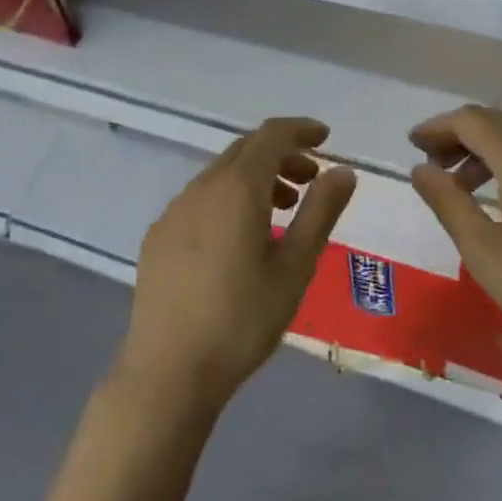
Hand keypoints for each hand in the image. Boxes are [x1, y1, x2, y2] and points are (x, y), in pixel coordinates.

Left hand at [114, 117, 356, 418]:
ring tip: (282, 210)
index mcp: (238, 187)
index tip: (326, 138)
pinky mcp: (158, 235)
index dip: (301, 129)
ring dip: (256, 177)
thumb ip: (321, 211)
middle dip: (282, 154)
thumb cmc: (242, 319)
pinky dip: (228, 198)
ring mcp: (175, 209)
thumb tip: (343, 171)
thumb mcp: (295, 267)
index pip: (272, 135)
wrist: (168, 371)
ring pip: (221, 173)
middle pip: (246, 149)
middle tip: (311, 178)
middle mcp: (202, 186)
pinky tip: (238, 238)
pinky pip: (200, 198)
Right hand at [409, 105, 501, 398]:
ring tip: (467, 189)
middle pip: (499, 124)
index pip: (471, 120)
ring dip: (490, 154)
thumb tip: (421, 169)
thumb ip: (447, 202)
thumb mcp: (483, 251)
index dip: (438, 127)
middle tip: (433, 164)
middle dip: (461, 137)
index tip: (414, 145)